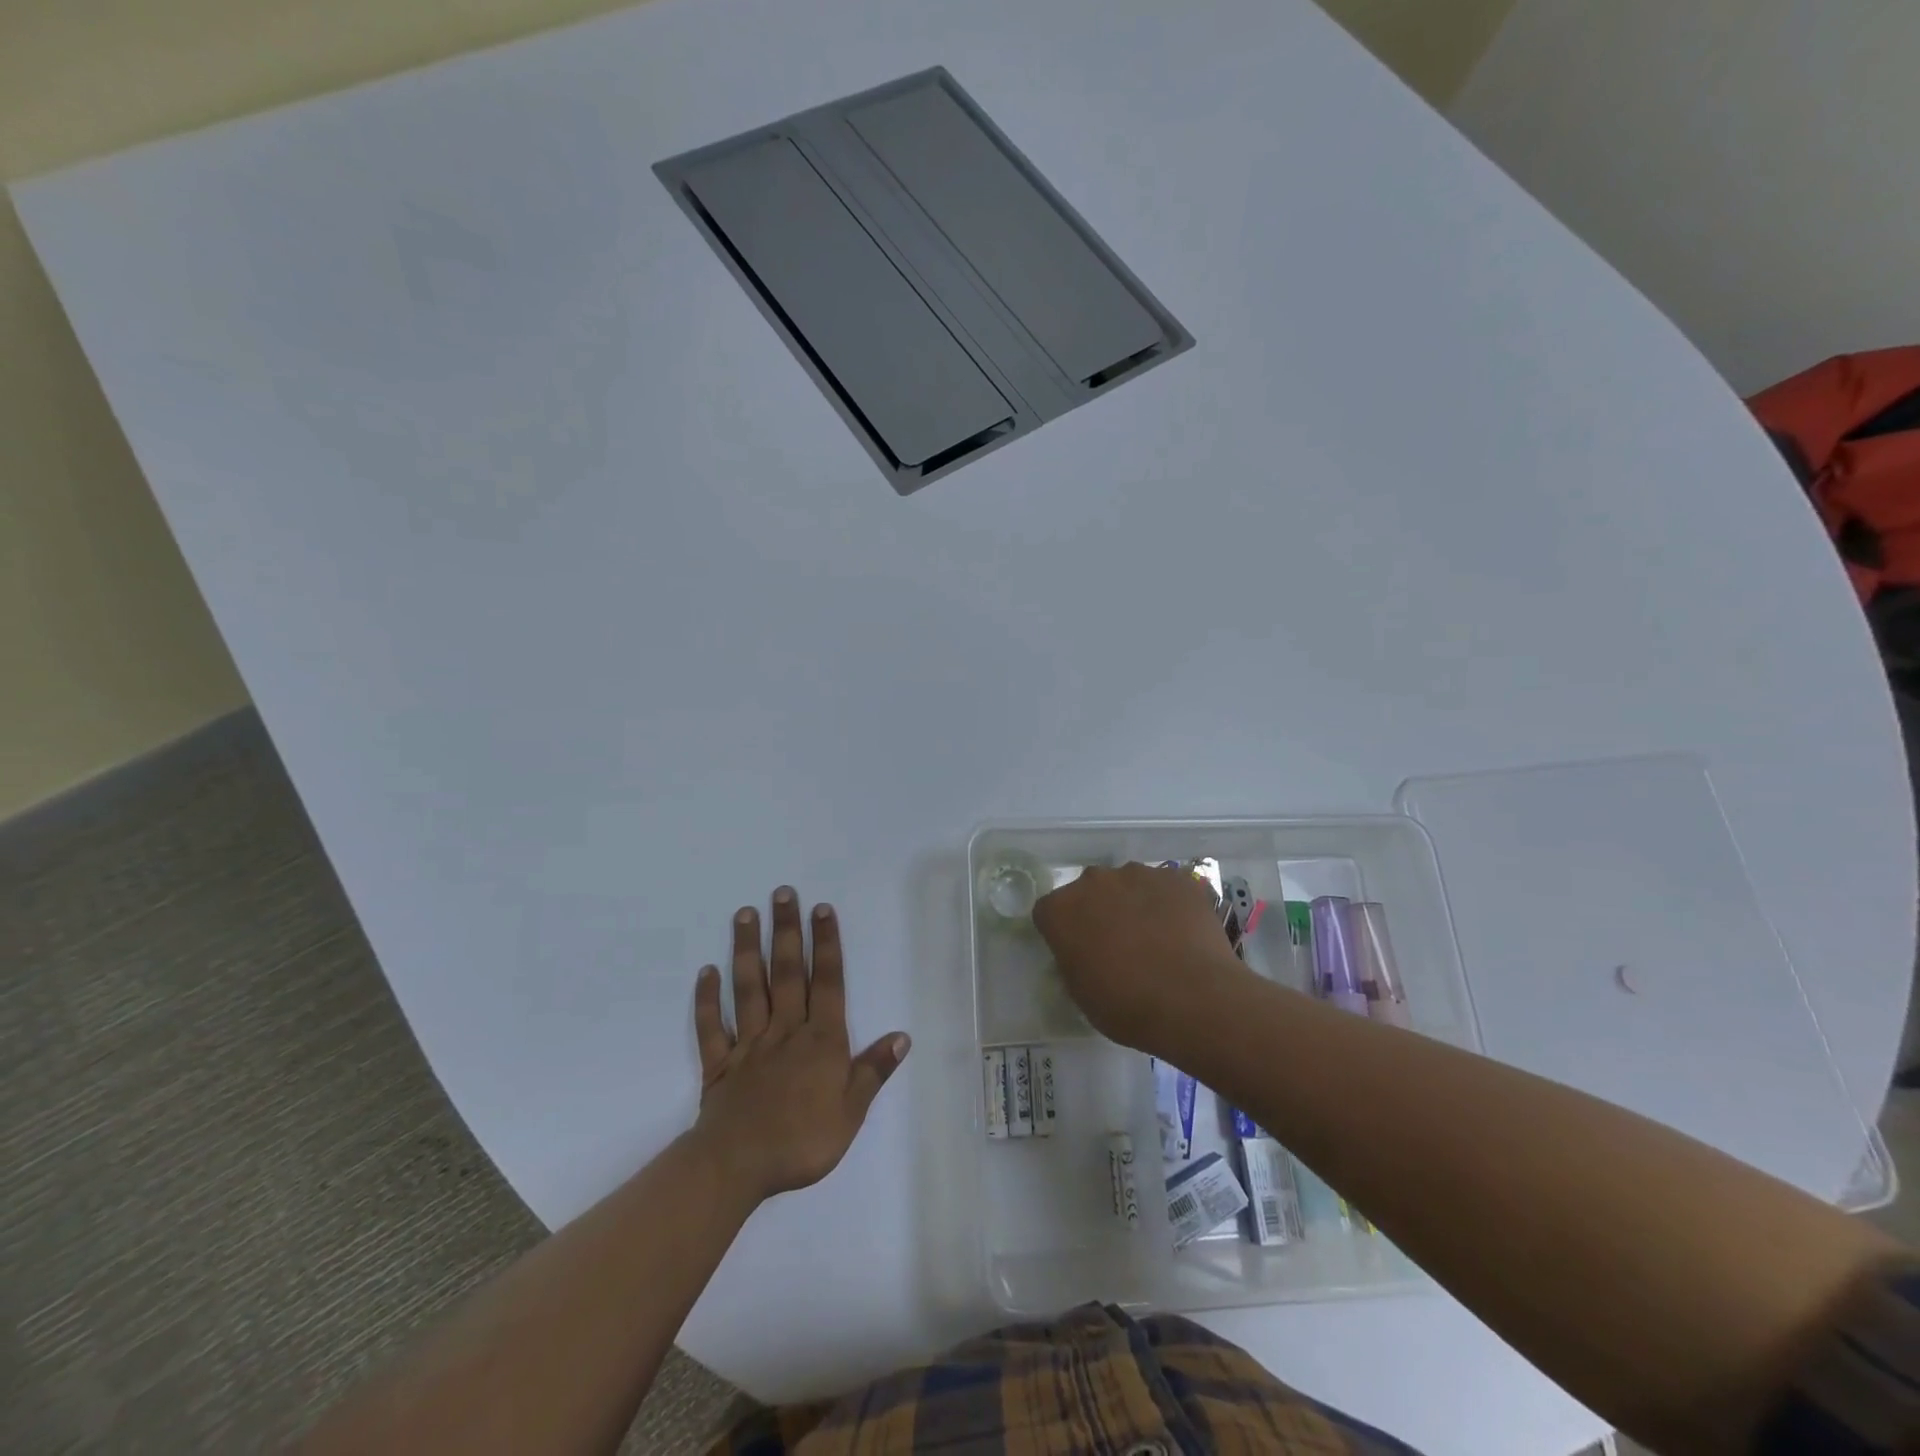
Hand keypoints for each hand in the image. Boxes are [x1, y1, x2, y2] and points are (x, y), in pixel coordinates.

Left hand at [691, 887, 908, 1203]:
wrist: (738, 1167)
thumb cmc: (802, 1141)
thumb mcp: (851, 1112)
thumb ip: (873, 1071)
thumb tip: (902, 1035)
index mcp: (820, 1040)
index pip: (827, 982)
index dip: (826, 945)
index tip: (822, 909)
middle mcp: (785, 1031)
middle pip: (787, 972)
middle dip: (787, 931)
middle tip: (783, 893)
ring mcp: (749, 1044)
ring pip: (749, 988)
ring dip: (747, 949)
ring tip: (745, 914)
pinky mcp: (719, 1063)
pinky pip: (711, 1026)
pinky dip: (707, 999)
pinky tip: (706, 972)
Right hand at [1032, 862, 1248, 1051]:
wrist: (1194, 1002)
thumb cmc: (1126, 1007)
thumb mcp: (1081, 993)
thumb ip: (1074, 960)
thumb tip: (1084, 953)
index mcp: (1061, 909)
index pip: (1050, 912)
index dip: (1063, 933)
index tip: (1079, 954)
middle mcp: (1094, 880)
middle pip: (1090, 891)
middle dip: (1098, 912)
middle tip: (1118, 946)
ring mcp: (1139, 874)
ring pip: (1129, 885)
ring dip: (1134, 904)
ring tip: (1157, 940)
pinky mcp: (1177, 878)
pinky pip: (1165, 888)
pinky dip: (1169, 904)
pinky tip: (1183, 933)